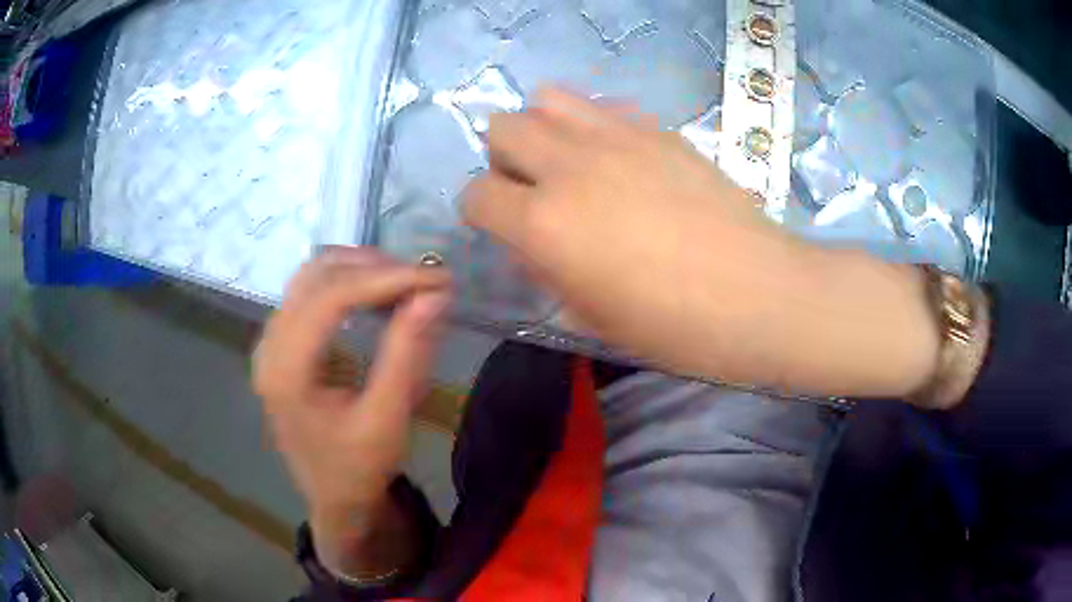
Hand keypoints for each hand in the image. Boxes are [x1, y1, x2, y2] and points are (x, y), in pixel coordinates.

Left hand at [253, 247, 448, 573]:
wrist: (334, 499)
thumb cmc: (359, 469)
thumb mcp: (388, 420)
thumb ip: (408, 355)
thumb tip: (435, 295)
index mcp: (285, 370)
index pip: (330, 297)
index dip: (385, 279)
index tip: (436, 278)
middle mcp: (269, 346)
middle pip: (316, 275)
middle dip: (375, 268)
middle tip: (426, 280)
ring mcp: (271, 341)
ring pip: (312, 276)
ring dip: (361, 270)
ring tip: (406, 285)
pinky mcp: (282, 343)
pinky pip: (311, 292)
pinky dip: (348, 284)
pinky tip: (378, 297)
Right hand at [464, 89, 938, 396]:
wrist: (759, 296)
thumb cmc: (676, 327)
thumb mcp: (594, 317)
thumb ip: (549, 271)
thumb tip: (531, 243)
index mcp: (545, 225)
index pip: (476, 194)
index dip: (481, 211)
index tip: (503, 226)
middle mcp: (570, 167)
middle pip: (502, 127)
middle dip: (506, 158)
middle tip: (536, 188)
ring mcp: (618, 138)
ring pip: (548, 98)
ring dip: (546, 127)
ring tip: (573, 162)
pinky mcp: (659, 130)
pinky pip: (605, 105)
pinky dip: (596, 123)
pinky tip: (622, 156)